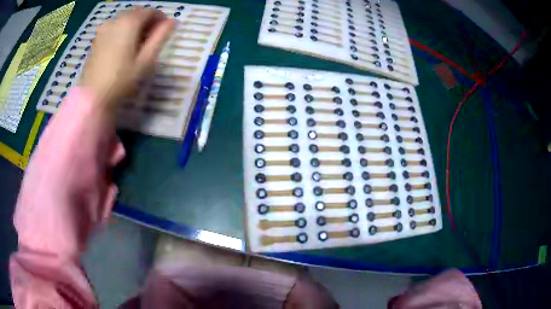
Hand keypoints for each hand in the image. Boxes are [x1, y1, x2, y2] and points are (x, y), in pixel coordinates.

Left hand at [79, 9, 174, 113]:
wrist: (92, 97)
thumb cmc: (122, 79)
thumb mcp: (146, 59)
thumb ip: (160, 37)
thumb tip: (173, 21)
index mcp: (130, 22)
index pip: (152, 11)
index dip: (161, 19)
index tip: (163, 33)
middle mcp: (116, 19)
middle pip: (137, 13)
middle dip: (147, 22)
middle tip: (150, 40)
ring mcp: (104, 28)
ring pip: (125, 19)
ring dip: (134, 26)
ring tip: (136, 44)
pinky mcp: (97, 38)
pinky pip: (114, 27)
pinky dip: (122, 31)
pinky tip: (122, 47)